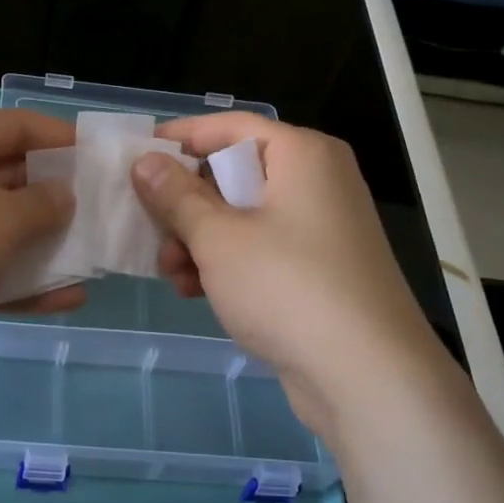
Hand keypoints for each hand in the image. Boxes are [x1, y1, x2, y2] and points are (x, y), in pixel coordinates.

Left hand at [0, 109, 85, 402]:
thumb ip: (41, 206)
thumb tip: (64, 195)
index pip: (16, 126)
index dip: (63, 141)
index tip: (106, 161)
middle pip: (9, 178)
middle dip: (58, 200)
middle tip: (109, 218)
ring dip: (43, 247)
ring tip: (94, 262)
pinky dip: (18, 282)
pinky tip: (65, 300)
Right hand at [131, 114, 452, 446]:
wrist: (367, 375)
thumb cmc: (287, 287)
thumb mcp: (218, 238)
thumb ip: (176, 196)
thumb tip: (145, 162)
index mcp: (302, 154)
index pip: (230, 126)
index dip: (181, 138)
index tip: (136, 156)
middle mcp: (317, 181)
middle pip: (234, 173)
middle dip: (185, 205)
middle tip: (150, 230)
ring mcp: (321, 227)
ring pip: (242, 216)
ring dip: (199, 240)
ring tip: (172, 273)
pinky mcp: (319, 268)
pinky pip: (261, 248)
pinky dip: (227, 262)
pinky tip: (195, 291)